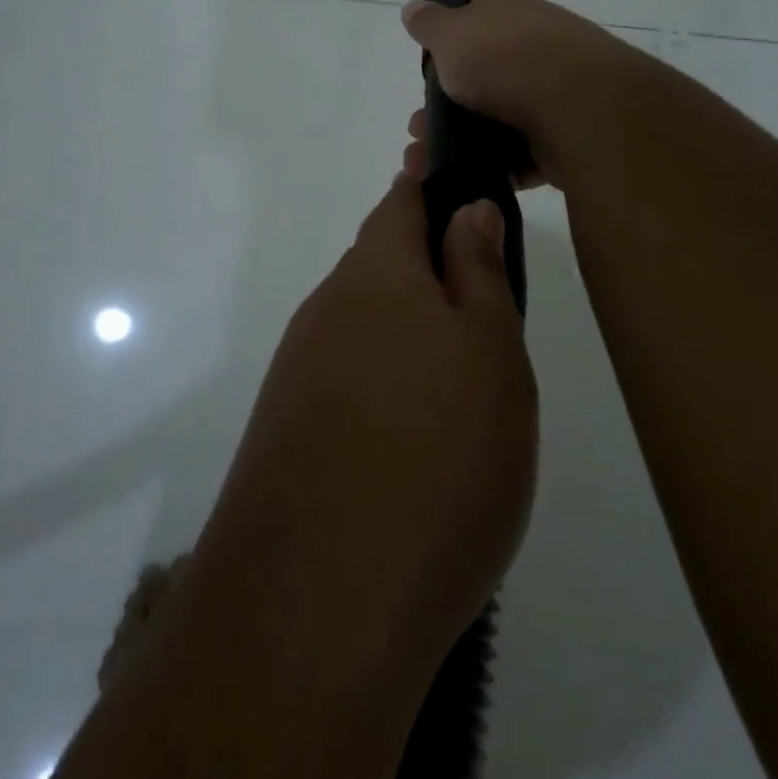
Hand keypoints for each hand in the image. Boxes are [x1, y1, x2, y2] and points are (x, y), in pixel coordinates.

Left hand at [190, 174, 537, 678]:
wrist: (320, 600)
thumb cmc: (437, 456)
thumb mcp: (489, 354)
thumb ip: (477, 271)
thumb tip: (464, 208)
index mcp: (375, 271)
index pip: (401, 198)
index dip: (432, 181)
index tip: (462, 178)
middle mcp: (327, 306)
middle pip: (382, 261)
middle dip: (429, 263)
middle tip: (487, 299)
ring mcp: (300, 367)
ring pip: (366, 321)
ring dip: (409, 327)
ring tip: (463, 377)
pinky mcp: (289, 425)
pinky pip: (349, 376)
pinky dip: (386, 380)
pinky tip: (416, 433)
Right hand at [400, 0, 648, 188]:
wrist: (577, 106)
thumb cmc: (504, 59)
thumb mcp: (452, 36)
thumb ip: (431, 24)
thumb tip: (413, 6)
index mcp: (504, 11)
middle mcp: (532, 41)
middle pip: (489, 58)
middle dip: (453, 87)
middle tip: (420, 116)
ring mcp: (552, 86)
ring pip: (499, 110)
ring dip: (463, 133)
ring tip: (428, 155)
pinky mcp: (563, 131)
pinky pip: (521, 148)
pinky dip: (494, 162)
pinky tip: (467, 175)